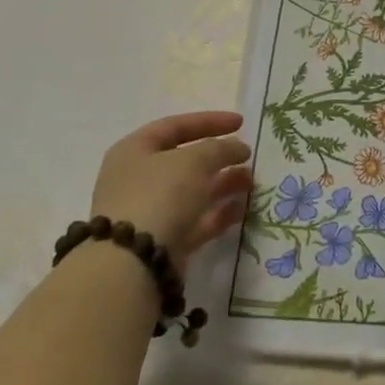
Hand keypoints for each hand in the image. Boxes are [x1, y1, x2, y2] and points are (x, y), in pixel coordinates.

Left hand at [90, 111, 253, 259]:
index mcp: (135, 151)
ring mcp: (150, 212)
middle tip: (248, 157)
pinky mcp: (164, 241)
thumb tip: (237, 148)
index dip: (209, 121)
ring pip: (193, 192)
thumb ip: (220, 148)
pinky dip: (219, 213)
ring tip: (251, 181)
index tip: (241, 123)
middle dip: (220, 157)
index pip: (175, 126)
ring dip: (223, 184)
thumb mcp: (194, 161)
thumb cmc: (159, 195)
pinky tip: (242, 208)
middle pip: (185, 161)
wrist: (133, 262)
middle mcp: (138, 179)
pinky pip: (196, 220)